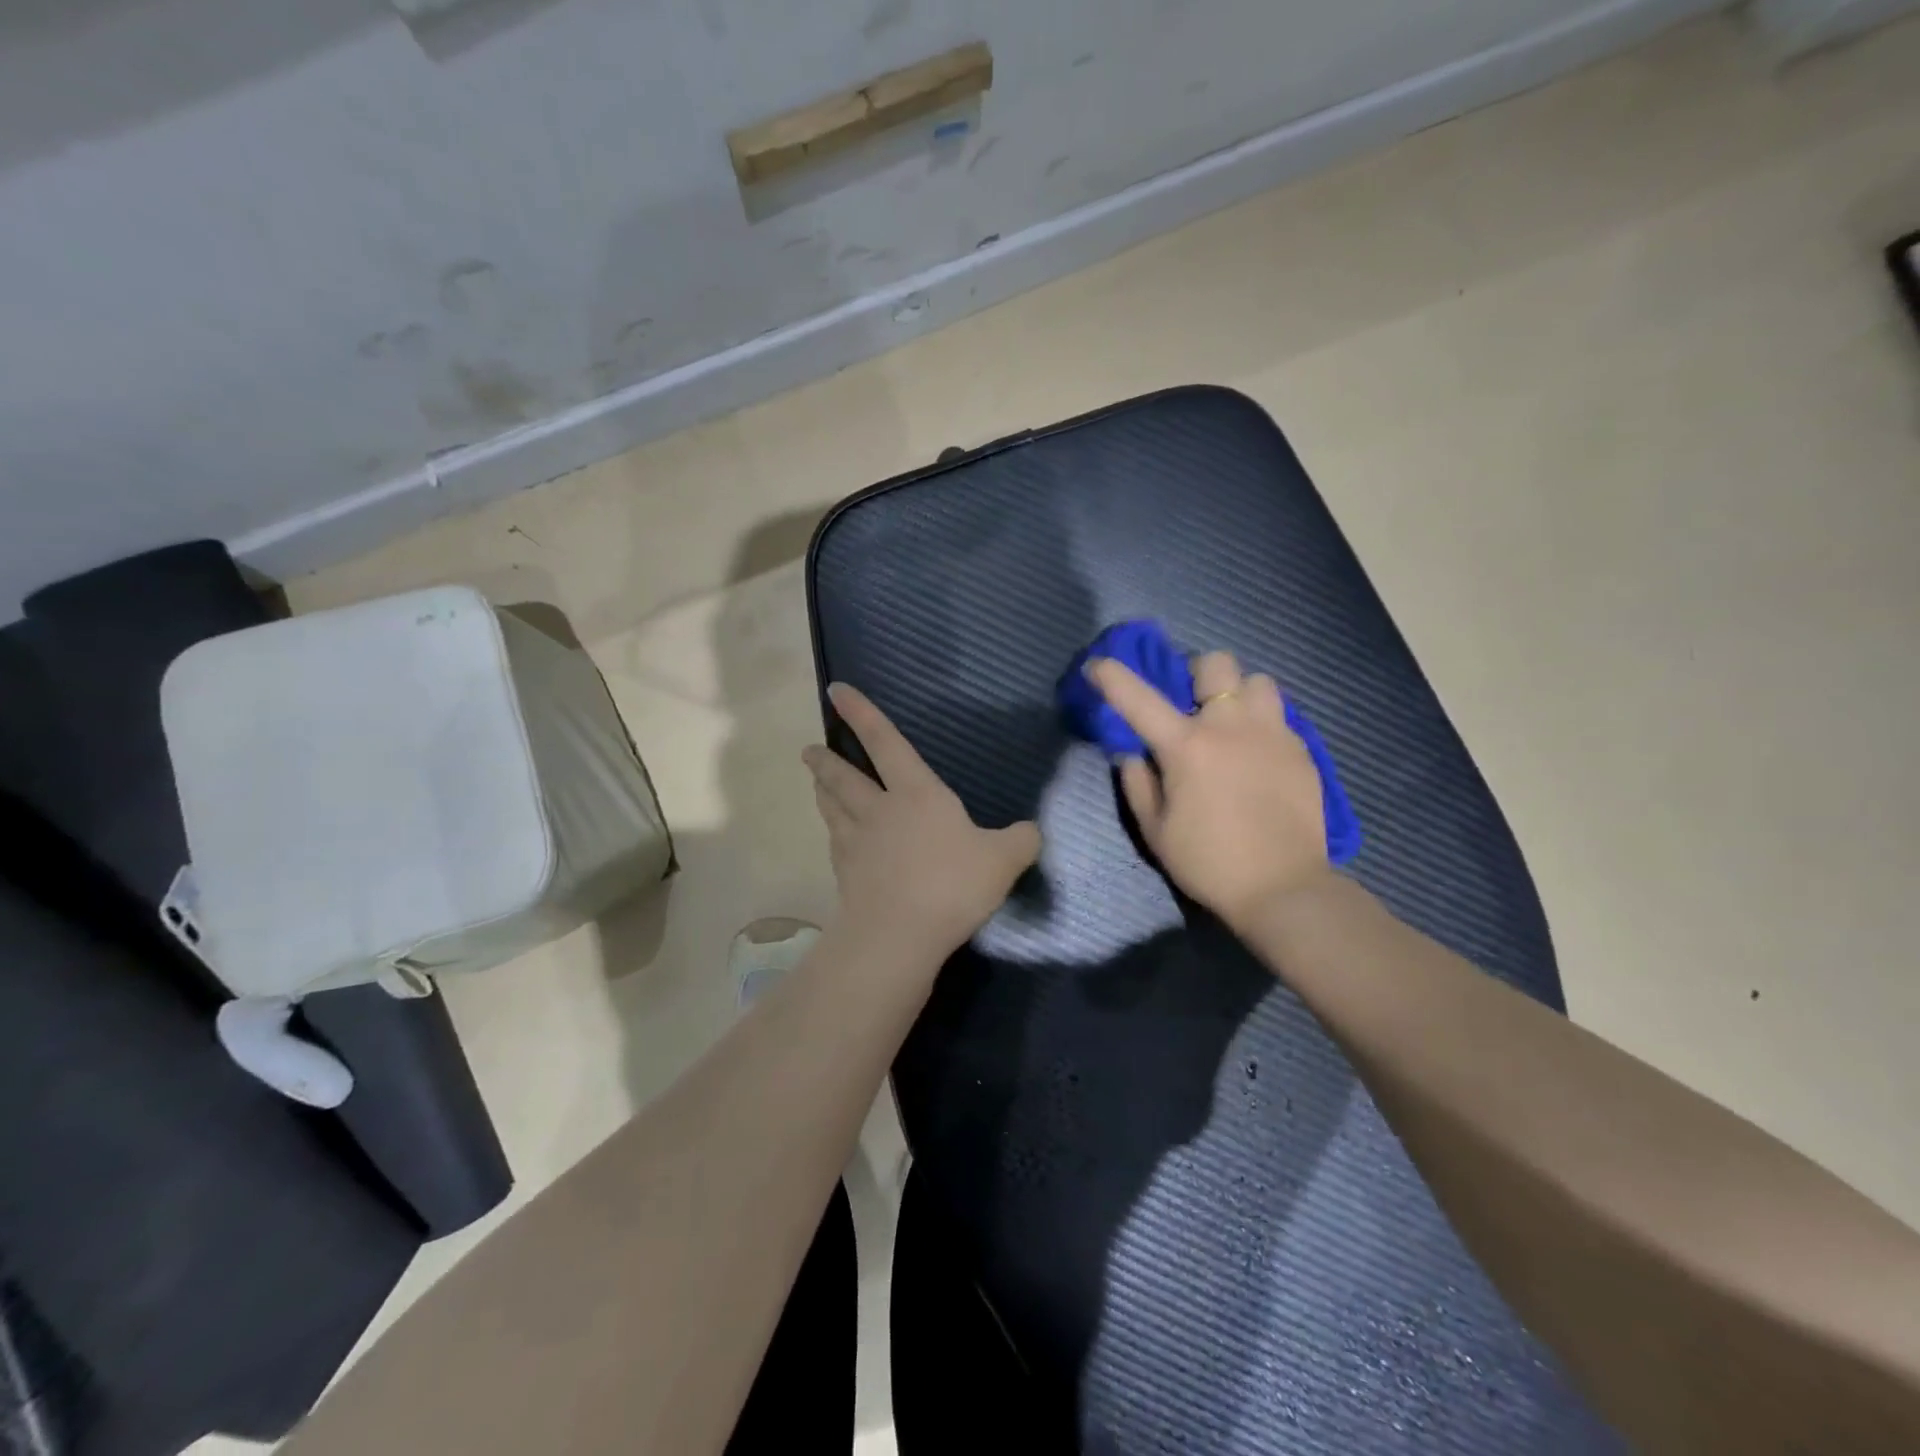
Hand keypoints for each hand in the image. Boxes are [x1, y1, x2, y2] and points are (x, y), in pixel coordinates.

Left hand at [803, 683, 1040, 957]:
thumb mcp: (1003, 860)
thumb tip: (1033, 831)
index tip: (836, 690)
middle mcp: (879, 809)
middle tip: (809, 750)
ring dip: (822, 790)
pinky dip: (833, 832)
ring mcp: (856, 842)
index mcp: (916, 793)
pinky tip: (835, 837)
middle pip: (844, 776)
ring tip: (815, 781)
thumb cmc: (951, 885)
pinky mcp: (845, 874)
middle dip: (826, 760)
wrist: (899, 935)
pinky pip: (835, 843)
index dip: (861, 714)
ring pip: (831, 807)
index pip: (886, 742)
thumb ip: (1021, 841)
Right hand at [1090, 651, 1330, 929]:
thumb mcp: (1155, 830)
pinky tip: (1257, 755)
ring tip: (1232, 724)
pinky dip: (1261, 723)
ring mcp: (1272, 733)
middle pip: (1216, 664)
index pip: (1139, 698)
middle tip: (1191, 704)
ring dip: (1237, 694)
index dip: (1112, 677)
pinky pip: (1279, 715)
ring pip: (1257, 681)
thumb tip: (1133, 753)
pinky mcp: (1301, 750)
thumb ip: (1138, 783)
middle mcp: (1230, 726)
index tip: (1096, 666)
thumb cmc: (1208, 863)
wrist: (1283, 888)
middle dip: (1197, 675)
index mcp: (1187, 746)